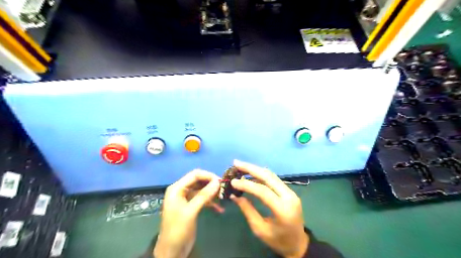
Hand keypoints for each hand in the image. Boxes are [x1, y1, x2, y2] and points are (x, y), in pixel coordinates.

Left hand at [153, 169, 221, 257]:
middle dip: (211, 184)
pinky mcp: (192, 206)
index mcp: (177, 188)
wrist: (172, 250)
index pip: (194, 175)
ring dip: (212, 194)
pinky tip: (220, 209)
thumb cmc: (178, 229)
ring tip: (223, 198)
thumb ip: (204, 195)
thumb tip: (217, 181)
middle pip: (199, 181)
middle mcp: (181, 190)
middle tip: (224, 189)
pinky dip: (211, 203)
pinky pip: (203, 200)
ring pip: (202, 190)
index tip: (221, 181)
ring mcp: (187, 198)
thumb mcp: (191, 211)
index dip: (208, 176)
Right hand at [230, 160, 308, 256]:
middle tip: (236, 163)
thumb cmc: (279, 241)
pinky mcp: (290, 191)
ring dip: (256, 169)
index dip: (246, 185)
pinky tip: (251, 173)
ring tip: (241, 166)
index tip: (233, 182)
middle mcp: (289, 196)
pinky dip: (261, 175)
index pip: (262, 191)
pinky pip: (274, 179)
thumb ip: (248, 211)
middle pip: (268, 177)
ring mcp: (291, 192)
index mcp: (283, 209)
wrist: (299, 243)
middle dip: (251, 168)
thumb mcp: (260, 229)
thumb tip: (235, 195)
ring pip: (271, 175)